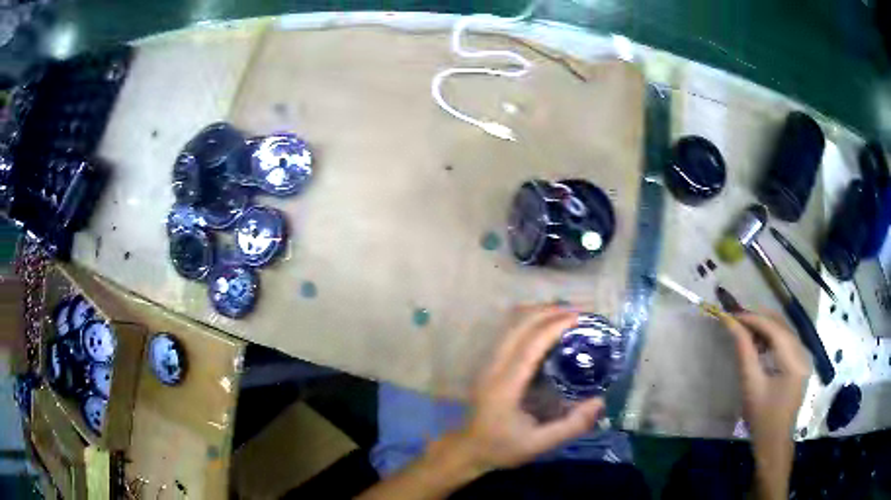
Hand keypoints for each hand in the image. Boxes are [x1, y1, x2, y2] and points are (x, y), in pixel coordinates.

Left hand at [454, 307, 604, 471]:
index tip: (580, 317)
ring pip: (511, 325)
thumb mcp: (539, 445)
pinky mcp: (489, 364)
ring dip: (539, 314)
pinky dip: (530, 322)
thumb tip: (599, 401)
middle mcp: (493, 367)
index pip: (530, 345)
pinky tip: (547, 327)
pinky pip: (509, 333)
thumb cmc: (502, 447)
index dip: (554, 326)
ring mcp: (488, 363)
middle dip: (549, 312)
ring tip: (567, 314)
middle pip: (518, 326)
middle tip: (579, 312)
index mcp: (505, 385)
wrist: (468, 449)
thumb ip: (570, 426)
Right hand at [722, 311, 809, 499]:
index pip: (774, 329)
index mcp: (794, 361)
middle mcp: (803, 353)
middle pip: (781, 325)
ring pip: (784, 330)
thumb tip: (731, 324)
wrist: (774, 441)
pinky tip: (759, 344)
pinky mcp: (800, 362)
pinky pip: (786, 341)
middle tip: (737, 319)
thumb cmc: (762, 418)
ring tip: (745, 330)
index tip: (733, 315)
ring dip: (765, 327)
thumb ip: (744, 351)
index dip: (753, 319)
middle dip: (759, 319)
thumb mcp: (751, 385)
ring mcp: (803, 357)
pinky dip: (771, 337)